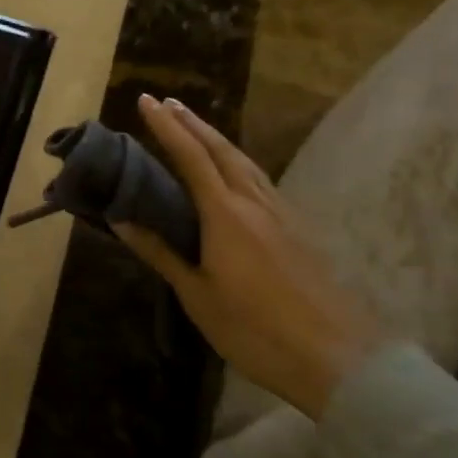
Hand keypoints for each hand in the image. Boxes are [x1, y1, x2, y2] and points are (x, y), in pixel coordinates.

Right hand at [111, 94, 378, 417]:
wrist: (335, 356)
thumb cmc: (254, 328)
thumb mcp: (197, 295)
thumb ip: (161, 252)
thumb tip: (121, 218)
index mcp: (225, 214)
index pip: (190, 157)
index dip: (166, 127)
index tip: (146, 101)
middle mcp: (254, 202)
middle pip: (222, 149)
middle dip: (193, 123)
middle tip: (168, 103)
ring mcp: (281, 214)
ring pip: (245, 162)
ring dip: (217, 139)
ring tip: (197, 127)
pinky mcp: (297, 230)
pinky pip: (260, 180)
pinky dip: (237, 163)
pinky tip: (235, 173)